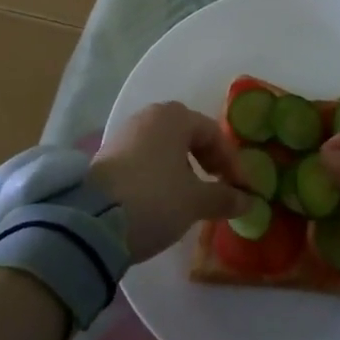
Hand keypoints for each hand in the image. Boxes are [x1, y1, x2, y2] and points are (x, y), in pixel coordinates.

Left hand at [89, 102, 251, 262]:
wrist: (90, 223)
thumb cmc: (154, 199)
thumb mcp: (195, 201)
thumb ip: (224, 197)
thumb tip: (248, 200)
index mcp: (174, 116)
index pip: (214, 133)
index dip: (232, 162)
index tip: (242, 189)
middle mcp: (149, 116)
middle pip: (188, 135)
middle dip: (208, 161)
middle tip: (219, 187)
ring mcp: (125, 134)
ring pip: (165, 147)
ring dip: (183, 169)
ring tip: (192, 196)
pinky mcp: (107, 156)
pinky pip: (145, 158)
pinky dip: (161, 174)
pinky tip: (163, 198)